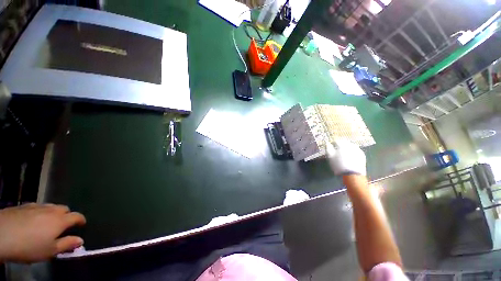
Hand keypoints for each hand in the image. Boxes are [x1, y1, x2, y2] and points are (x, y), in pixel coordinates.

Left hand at [0, 203, 85, 262]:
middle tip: (62, 226)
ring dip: (53, 213)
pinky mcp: (25, 205)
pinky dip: (40, 212)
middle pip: (64, 209)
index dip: (81, 220)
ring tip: (47, 223)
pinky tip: (32, 220)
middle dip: (66, 215)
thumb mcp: (49, 251)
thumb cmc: (29, 246)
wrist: (1, 234)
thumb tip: (80, 240)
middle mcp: (51, 210)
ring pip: (51, 206)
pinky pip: (37, 207)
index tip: (82, 224)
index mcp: (60, 220)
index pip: (76, 216)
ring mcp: (37, 206)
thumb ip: (67, 244)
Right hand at [326, 139, 365, 175]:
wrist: (353, 175)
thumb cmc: (339, 165)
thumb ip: (328, 148)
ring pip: (351, 146)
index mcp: (342, 145)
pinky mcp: (362, 155)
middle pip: (344, 142)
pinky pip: (356, 150)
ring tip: (343, 153)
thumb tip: (327, 143)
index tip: (331, 147)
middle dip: (340, 145)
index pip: (336, 141)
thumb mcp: (330, 157)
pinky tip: (350, 156)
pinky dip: (352, 151)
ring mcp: (358, 150)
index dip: (333, 143)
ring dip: (347, 148)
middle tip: (337, 150)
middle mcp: (351, 145)